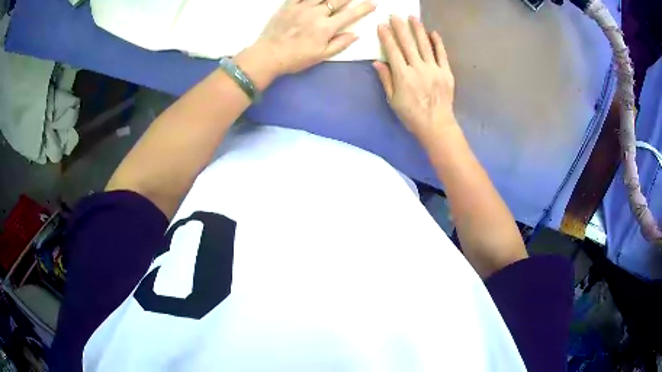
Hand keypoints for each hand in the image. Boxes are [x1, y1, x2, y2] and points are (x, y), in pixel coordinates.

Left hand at [254, 0, 376, 75]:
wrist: (268, 55)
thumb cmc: (296, 58)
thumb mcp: (321, 56)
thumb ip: (340, 44)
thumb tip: (356, 34)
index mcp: (326, 27)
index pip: (350, 14)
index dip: (364, 8)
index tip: (373, 3)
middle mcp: (317, 13)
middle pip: (338, 0)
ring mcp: (302, 7)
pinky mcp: (288, 5)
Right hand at [373, 16, 456, 144]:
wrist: (437, 125)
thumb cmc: (412, 115)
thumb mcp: (393, 100)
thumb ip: (386, 79)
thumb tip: (377, 62)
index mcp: (403, 75)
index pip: (392, 50)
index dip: (386, 36)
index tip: (382, 25)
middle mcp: (418, 68)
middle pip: (407, 43)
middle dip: (400, 27)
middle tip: (395, 15)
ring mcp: (434, 69)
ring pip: (424, 44)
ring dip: (418, 29)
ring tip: (413, 17)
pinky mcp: (446, 72)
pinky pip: (442, 54)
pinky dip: (438, 42)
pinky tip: (433, 32)